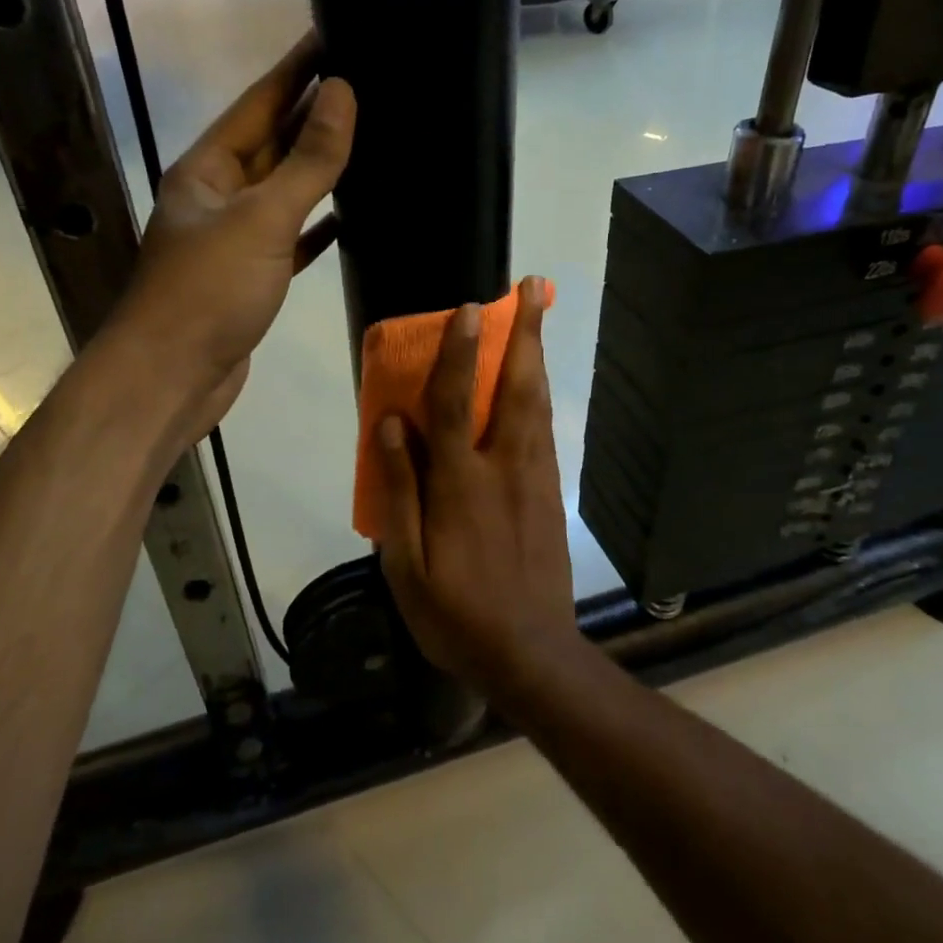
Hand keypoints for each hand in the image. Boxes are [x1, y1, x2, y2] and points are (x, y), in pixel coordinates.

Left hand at [115, 32, 354, 437]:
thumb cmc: (209, 292)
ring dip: (320, 167)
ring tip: (369, 137)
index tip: (334, 35)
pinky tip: (351, 214)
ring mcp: (234, 240)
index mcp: (207, 169)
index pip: (259, 102)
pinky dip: (319, 225)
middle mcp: (217, 196)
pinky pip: (292, 238)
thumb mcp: (261, 219)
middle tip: (367, 81)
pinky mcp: (252, 278)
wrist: (171, 379)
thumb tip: (343, 93)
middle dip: (314, 113)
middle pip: (272, 143)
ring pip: (285, 191)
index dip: (296, 69)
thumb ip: (307, 161)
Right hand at [376, 277, 584, 695]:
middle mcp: (503, 468)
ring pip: (538, 405)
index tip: (469, 310)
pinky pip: (545, 432)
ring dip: (536, 357)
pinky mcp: (551, 495)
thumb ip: (399, 489)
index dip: (460, 353)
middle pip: (516, 389)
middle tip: (533, 289)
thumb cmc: (456, 613)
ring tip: (538, 318)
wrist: (530, 654)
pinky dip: (541, 396)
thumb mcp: (406, 564)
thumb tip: (391, 424)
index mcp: (460, 484)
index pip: (456, 403)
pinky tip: (537, 384)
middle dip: (524, 335)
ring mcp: (535, 479)